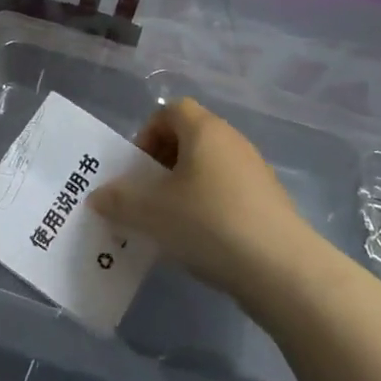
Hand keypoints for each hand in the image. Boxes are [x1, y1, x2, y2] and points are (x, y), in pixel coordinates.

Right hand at [88, 98, 311, 297]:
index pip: (170, 110)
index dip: (148, 133)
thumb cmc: (209, 223)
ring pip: (209, 167)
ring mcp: (256, 172)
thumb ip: (119, 201)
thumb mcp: (151, 213)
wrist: (283, 270)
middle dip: (164, 163)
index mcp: (204, 130)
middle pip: (189, 137)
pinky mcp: (270, 203)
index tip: (139, 168)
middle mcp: (232, 141)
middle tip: (149, 196)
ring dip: (186, 188)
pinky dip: (211, 208)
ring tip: (172, 224)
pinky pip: (229, 192)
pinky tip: (203, 241)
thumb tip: (97, 197)